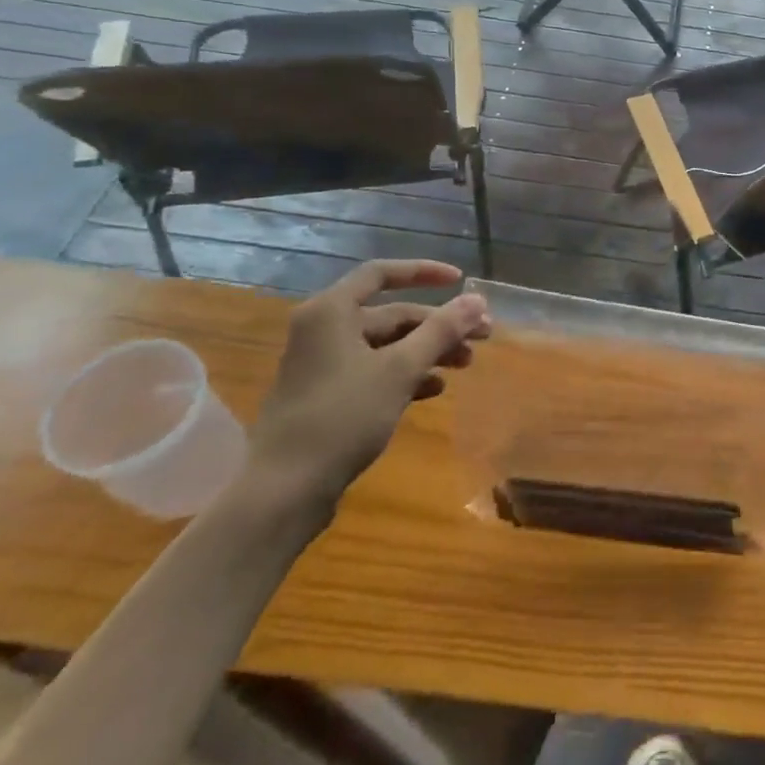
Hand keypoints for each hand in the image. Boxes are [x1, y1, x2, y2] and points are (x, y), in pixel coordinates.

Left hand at [247, 260, 489, 509]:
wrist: (284, 491)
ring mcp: (322, 365)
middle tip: (481, 336)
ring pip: (386, 346)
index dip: (424, 272)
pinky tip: (434, 390)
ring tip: (464, 366)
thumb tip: (477, 299)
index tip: (460, 280)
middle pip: (391, 314)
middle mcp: (323, 330)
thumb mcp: (400, 369)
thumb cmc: (342, 417)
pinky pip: (374, 371)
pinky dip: (405, 375)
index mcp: (331, 312)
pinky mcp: (326, 397)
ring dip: (427, 351)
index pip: (381, 274)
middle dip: (438, 325)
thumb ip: (441, 331)